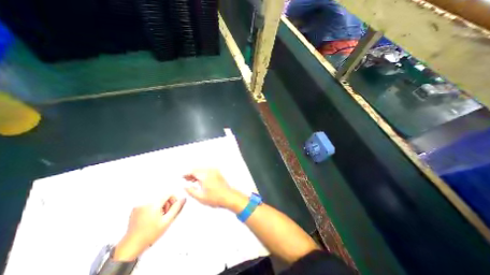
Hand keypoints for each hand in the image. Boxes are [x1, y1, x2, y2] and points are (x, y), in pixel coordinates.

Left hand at [113, 194, 184, 260]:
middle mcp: (146, 202)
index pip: (169, 194)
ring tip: (158, 217)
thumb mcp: (167, 221)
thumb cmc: (149, 234)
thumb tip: (183, 199)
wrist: (131, 246)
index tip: (172, 208)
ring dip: (160, 206)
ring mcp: (139, 205)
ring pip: (156, 200)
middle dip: (166, 204)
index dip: (173, 200)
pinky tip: (151, 218)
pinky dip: (152, 208)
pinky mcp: (135, 209)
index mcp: (154, 204)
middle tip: (165, 215)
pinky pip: (148, 204)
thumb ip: (176, 208)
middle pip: (162, 197)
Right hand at [183, 168, 236, 207]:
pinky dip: (203, 174)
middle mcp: (210, 171)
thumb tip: (185, 186)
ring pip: (202, 170)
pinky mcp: (218, 173)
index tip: (182, 176)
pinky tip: (200, 180)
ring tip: (192, 181)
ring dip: (197, 174)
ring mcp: (215, 171)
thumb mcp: (200, 197)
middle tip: (186, 179)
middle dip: (191, 174)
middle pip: (198, 169)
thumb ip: (191, 191)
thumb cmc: (216, 198)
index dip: (186, 174)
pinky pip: (208, 171)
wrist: (228, 196)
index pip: (193, 171)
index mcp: (205, 176)